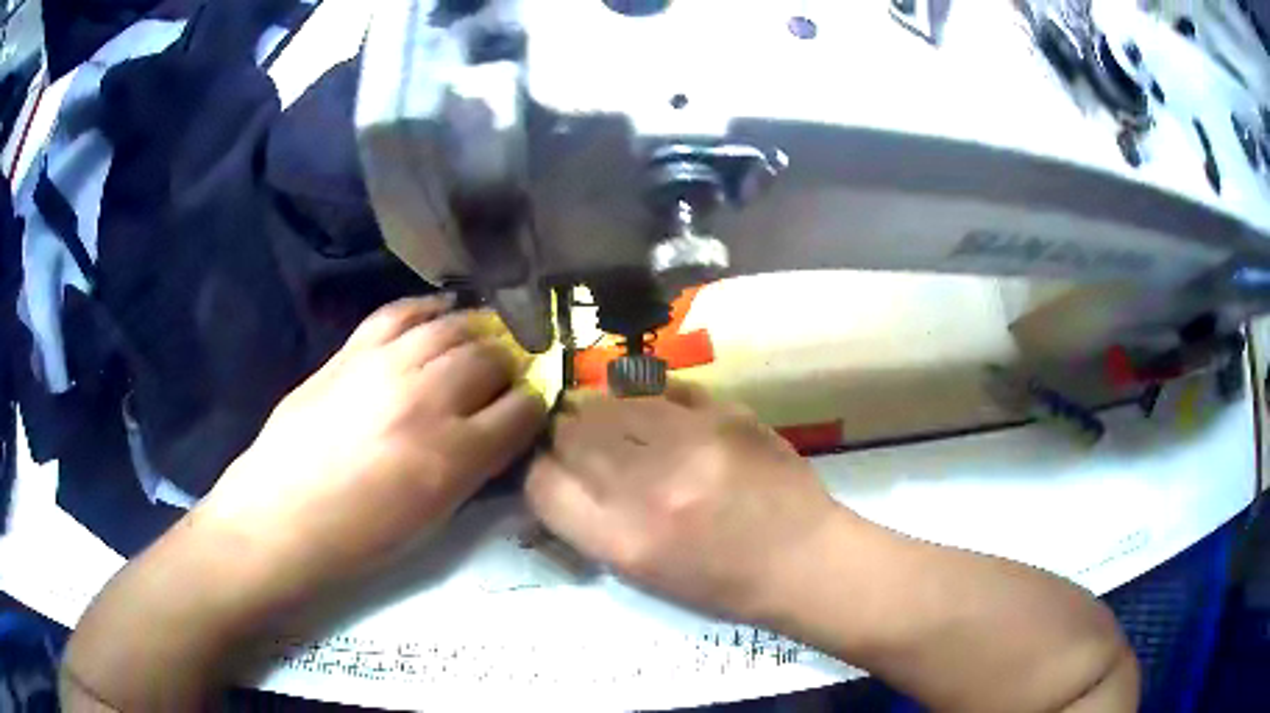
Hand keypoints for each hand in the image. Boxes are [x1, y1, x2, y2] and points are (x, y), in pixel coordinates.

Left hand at [197, 296, 547, 593]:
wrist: (282, 515)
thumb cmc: (359, 537)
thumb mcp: (433, 519)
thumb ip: (473, 468)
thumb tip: (497, 431)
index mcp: (454, 455)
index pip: (521, 409)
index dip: (535, 404)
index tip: (532, 405)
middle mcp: (428, 399)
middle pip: (491, 358)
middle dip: (509, 364)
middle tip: (506, 374)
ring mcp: (386, 366)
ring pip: (452, 327)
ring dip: (477, 331)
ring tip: (482, 339)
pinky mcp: (352, 351)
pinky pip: (400, 312)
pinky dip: (428, 307)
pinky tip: (441, 311)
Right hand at [526, 383, 839, 620]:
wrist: (804, 560)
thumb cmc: (721, 584)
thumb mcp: (640, 574)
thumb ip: (589, 523)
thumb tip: (556, 475)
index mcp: (622, 541)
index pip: (541, 484)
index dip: (540, 474)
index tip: (555, 472)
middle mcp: (648, 486)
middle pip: (569, 432)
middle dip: (568, 437)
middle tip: (588, 445)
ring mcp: (691, 442)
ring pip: (609, 399)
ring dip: (604, 411)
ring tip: (622, 425)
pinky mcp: (725, 413)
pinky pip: (661, 387)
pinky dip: (649, 399)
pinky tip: (662, 416)